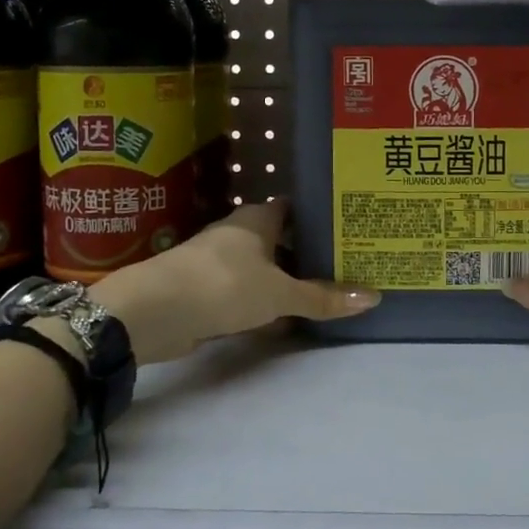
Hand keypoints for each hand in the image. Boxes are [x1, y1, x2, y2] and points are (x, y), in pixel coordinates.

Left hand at [88, 200, 378, 364]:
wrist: (154, 312)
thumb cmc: (223, 285)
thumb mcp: (279, 293)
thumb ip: (322, 297)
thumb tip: (374, 297)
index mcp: (257, 219)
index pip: (294, 207)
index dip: (319, 215)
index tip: (348, 227)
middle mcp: (238, 234)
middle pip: (280, 239)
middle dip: (307, 252)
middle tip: (346, 263)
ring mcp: (219, 262)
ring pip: (263, 268)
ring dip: (286, 280)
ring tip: (324, 292)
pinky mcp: (207, 290)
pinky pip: (247, 293)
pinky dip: (265, 304)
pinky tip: (286, 320)